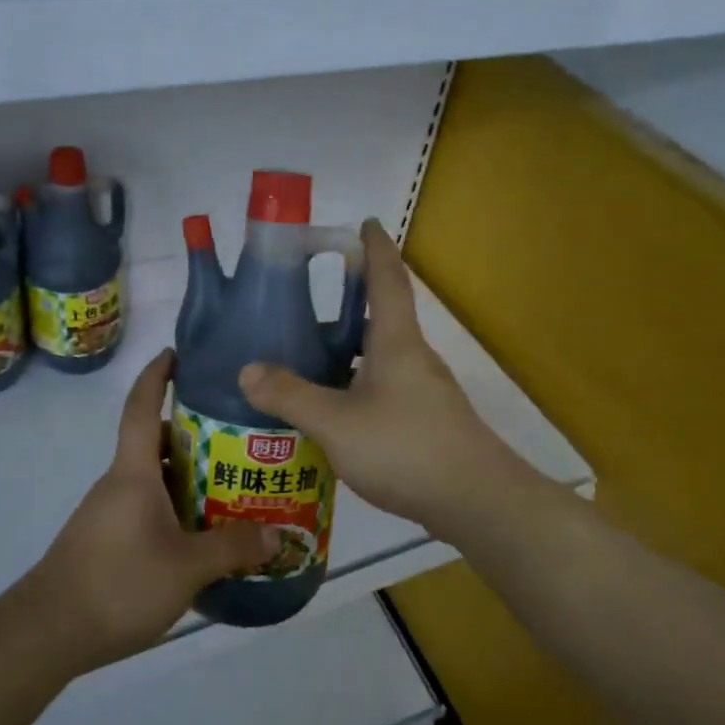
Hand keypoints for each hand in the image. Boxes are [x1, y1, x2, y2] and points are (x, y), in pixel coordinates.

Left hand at [19, 349, 277, 669]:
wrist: (46, 632)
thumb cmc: (118, 583)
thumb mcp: (186, 567)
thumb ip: (232, 548)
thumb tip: (276, 534)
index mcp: (133, 471)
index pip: (142, 406)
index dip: (157, 375)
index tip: (176, 354)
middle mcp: (118, 483)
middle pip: (156, 444)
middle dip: (194, 436)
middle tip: (239, 442)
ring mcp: (108, 513)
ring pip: (153, 480)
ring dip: (187, 479)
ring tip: (231, 491)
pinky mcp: (106, 541)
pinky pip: (146, 509)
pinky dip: (174, 510)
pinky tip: (199, 538)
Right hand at [238, 219, 521, 534]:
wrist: (476, 502)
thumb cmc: (406, 447)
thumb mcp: (336, 422)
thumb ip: (290, 395)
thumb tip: (247, 369)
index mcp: (396, 342)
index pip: (387, 280)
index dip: (375, 249)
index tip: (366, 223)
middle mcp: (413, 358)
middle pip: (380, 318)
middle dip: (348, 304)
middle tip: (305, 302)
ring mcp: (423, 392)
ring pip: (379, 358)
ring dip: (347, 351)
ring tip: (305, 358)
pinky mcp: (425, 422)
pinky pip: (383, 389)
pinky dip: (355, 386)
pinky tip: (331, 411)